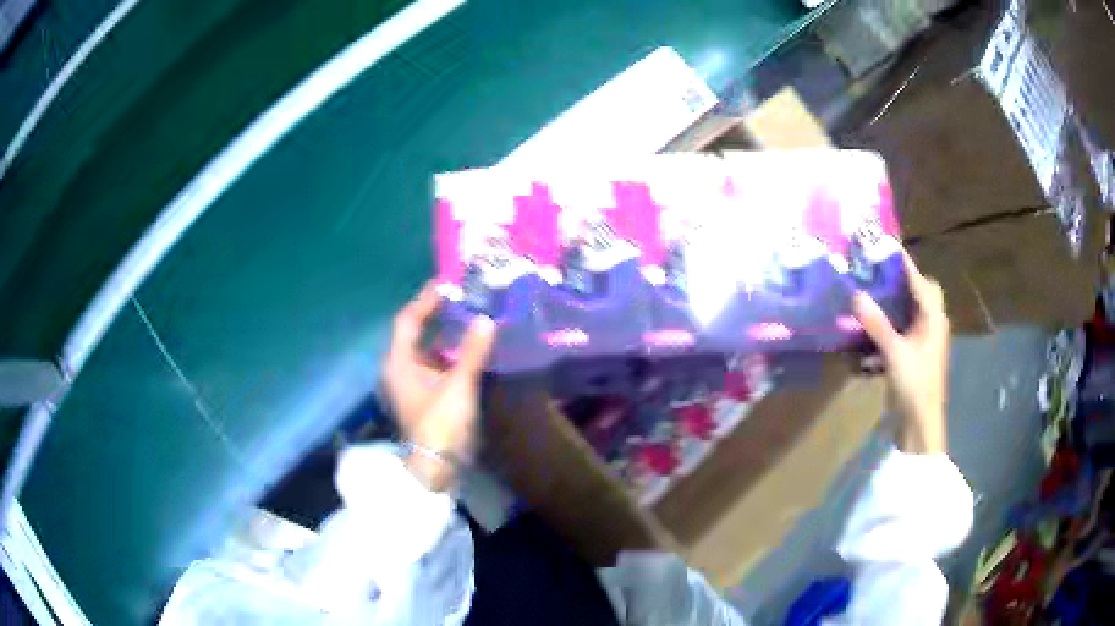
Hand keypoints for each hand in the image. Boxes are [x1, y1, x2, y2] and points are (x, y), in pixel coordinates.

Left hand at [384, 282, 496, 489]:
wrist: (436, 468)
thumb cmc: (441, 424)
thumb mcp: (458, 386)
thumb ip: (471, 352)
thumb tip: (486, 320)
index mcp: (399, 362)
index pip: (408, 320)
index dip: (425, 300)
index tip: (447, 283)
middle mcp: (399, 368)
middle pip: (414, 332)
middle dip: (435, 314)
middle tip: (461, 296)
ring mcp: (410, 383)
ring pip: (425, 349)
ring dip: (444, 333)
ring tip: (468, 316)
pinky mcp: (422, 395)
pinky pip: (433, 363)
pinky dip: (448, 352)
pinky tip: (467, 348)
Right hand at [853, 251, 949, 454]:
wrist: (921, 423)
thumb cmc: (915, 384)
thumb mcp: (894, 353)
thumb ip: (877, 324)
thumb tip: (856, 295)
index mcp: (933, 318)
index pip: (920, 281)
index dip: (904, 263)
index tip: (885, 246)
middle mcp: (932, 325)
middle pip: (921, 293)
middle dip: (902, 282)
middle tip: (877, 274)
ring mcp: (925, 341)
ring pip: (912, 312)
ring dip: (895, 304)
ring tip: (871, 296)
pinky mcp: (915, 356)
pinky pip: (904, 331)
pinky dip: (891, 327)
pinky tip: (872, 332)